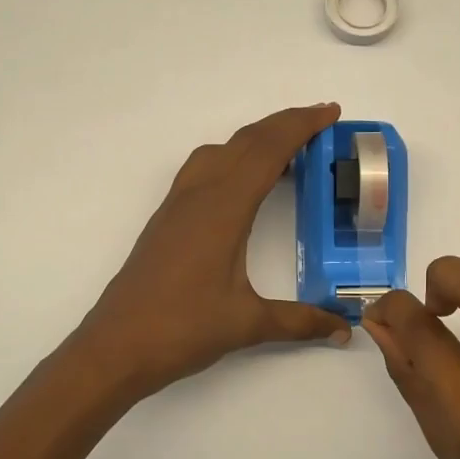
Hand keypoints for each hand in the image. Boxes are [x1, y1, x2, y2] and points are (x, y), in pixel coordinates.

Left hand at [76, 104, 353, 399]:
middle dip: (284, 124)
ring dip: (254, 141)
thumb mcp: (248, 324)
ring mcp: (177, 205)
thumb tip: (343, 329)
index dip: (301, 126)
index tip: (330, 112)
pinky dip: (232, 160)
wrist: (116, 346)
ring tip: (286, 152)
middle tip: (320, 123)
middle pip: (245, 141)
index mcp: (223, 209)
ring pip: (220, 151)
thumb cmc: (181, 329)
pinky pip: (203, 170)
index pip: (268, 151)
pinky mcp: (166, 220)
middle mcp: (198, 195)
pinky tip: (243, 187)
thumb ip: (299, 321)